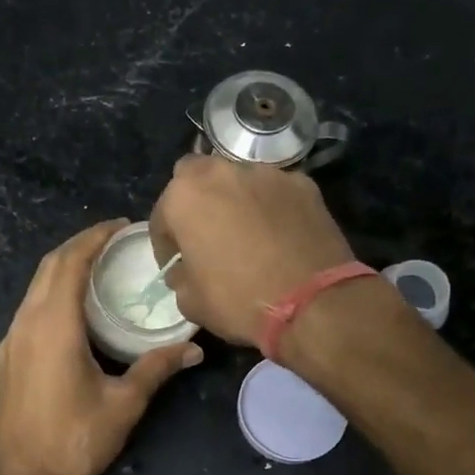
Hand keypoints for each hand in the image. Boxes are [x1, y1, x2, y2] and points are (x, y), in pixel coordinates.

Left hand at [0, 220, 201, 474]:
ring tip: (99, 269)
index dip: (94, 237)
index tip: (119, 225)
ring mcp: (11, 340)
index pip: (70, 262)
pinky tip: (75, 311)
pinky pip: (30, 309)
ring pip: (35, 288)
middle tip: (114, 241)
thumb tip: (193, 348)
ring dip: (64, 269)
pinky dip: (52, 294)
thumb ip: (156, 368)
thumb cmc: (74, 440)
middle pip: (49, 267)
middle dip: (80, 246)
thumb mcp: (123, 403)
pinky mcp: (7, 358)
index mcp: (53, 325)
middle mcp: (26, 323)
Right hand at [149, 156, 355, 345]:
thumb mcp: (191, 302)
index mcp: (185, 196)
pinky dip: (271, 206)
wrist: (313, 302)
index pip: (162, 215)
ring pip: (239, 179)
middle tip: (205, 234)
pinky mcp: (303, 184)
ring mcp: (266, 174)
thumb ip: (180, 277)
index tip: (174, 264)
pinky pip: (275, 192)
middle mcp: (222, 172)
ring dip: (235, 200)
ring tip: (245, 232)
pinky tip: (279, 234)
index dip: (165, 244)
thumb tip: (185, 270)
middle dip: (196, 202)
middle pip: (198, 178)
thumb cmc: (239, 300)